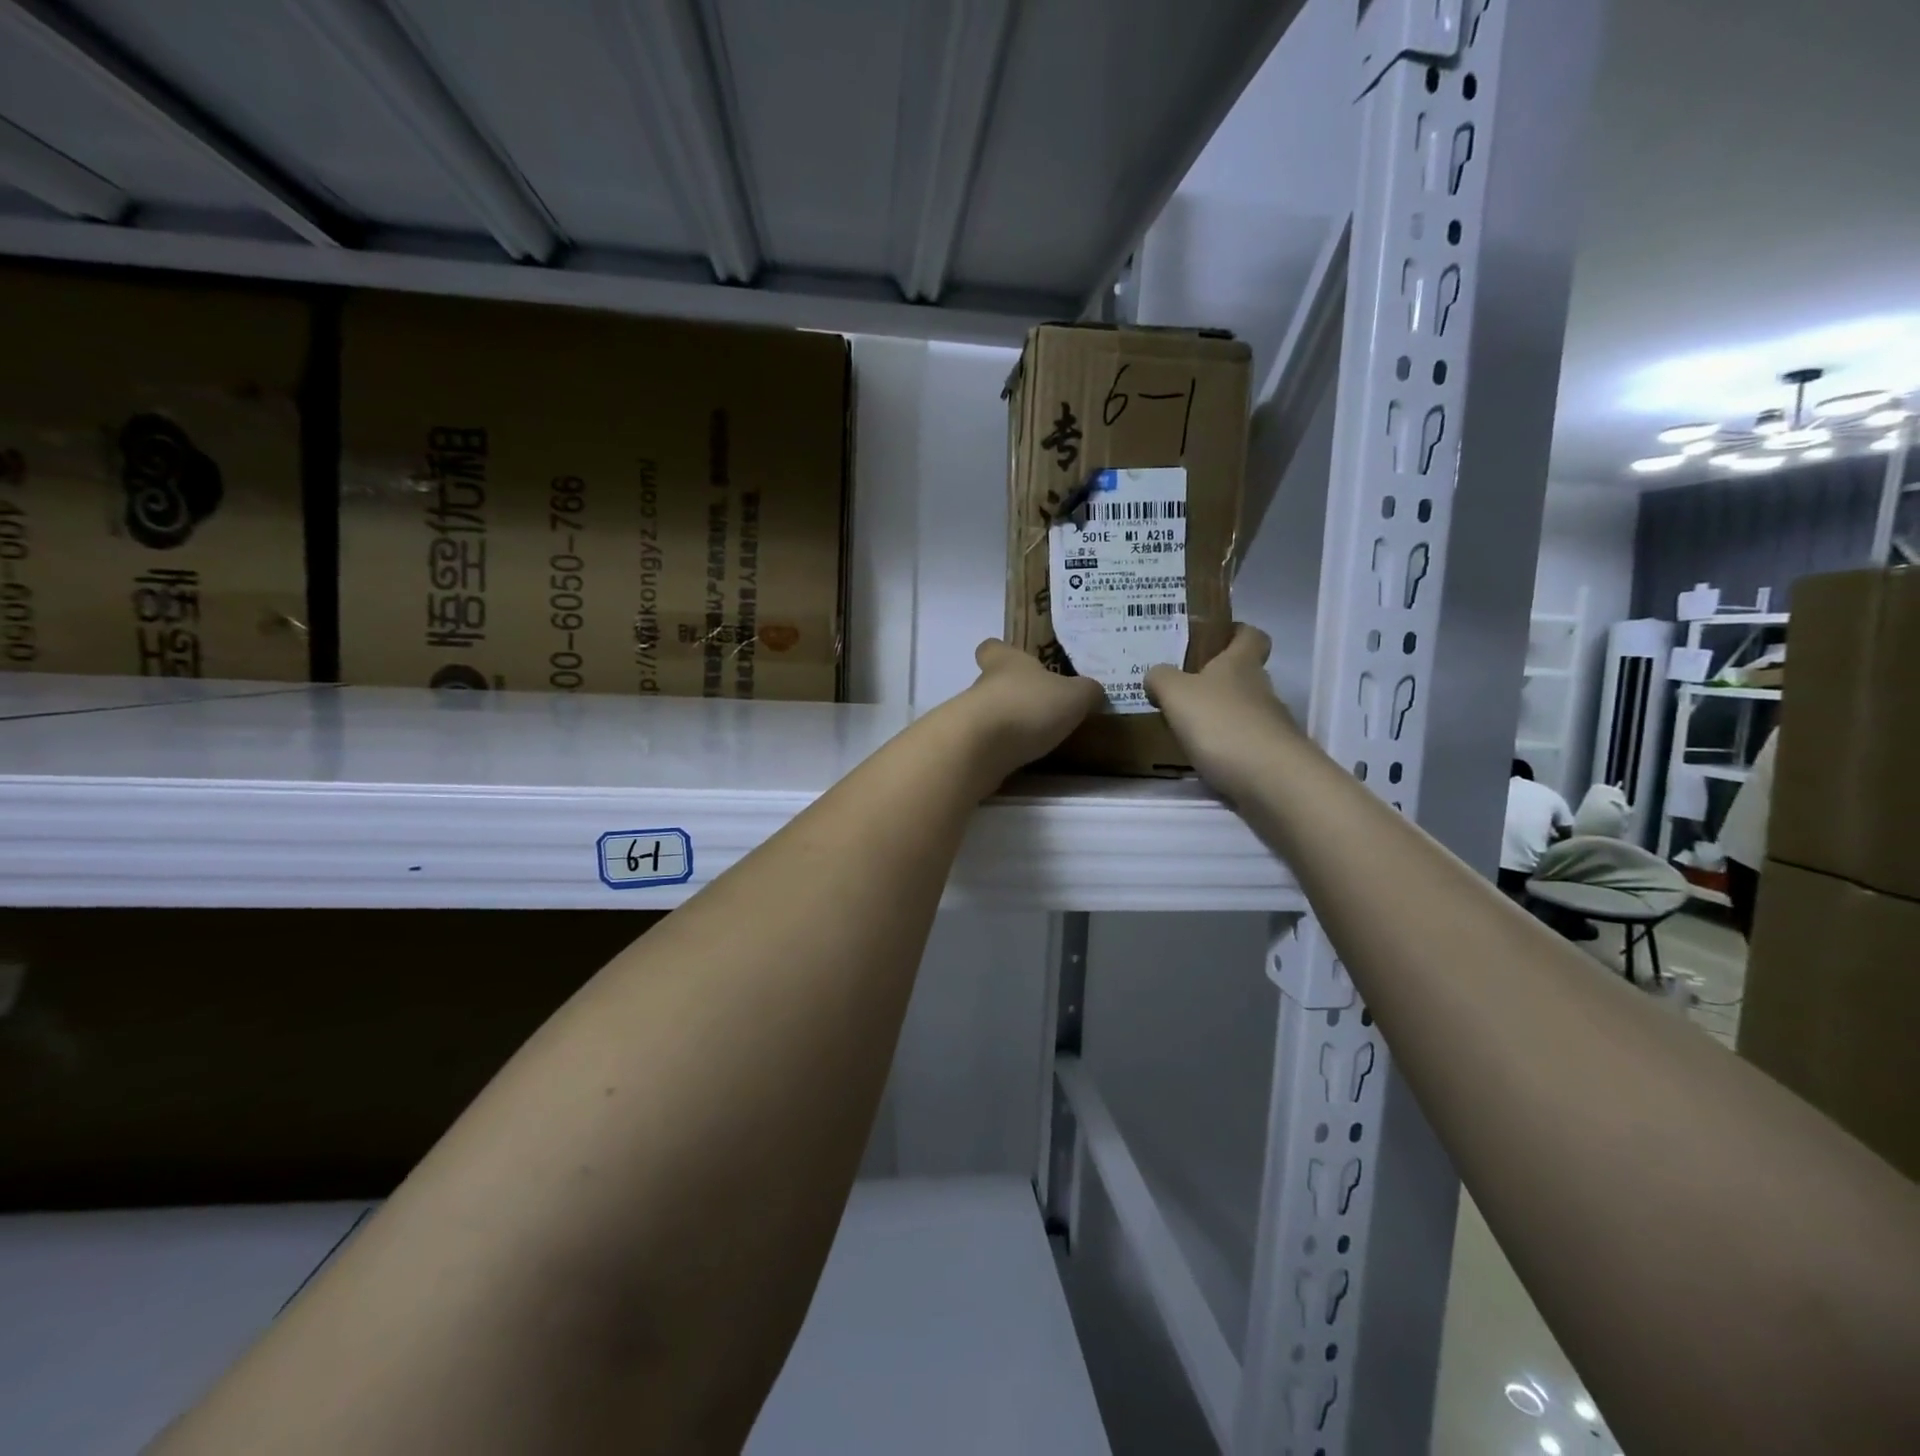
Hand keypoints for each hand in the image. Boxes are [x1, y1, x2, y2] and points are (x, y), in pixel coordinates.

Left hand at [954, 639, 1103, 782]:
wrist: (980, 748)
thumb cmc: (1028, 706)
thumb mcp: (1074, 695)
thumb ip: (1086, 691)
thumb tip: (1092, 691)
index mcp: (1006, 662)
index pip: (992, 648)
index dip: (1001, 652)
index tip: (1014, 660)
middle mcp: (983, 685)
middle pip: (993, 683)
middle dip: (1014, 694)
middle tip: (1042, 707)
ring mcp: (971, 718)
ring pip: (990, 714)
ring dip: (1009, 724)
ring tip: (1038, 738)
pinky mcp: (968, 748)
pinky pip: (988, 744)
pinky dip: (1002, 750)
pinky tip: (1023, 760)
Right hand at [1145, 625, 1302, 801]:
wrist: (1271, 780)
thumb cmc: (1221, 724)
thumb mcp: (1176, 694)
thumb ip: (1161, 679)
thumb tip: (1156, 676)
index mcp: (1240, 664)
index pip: (1250, 635)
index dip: (1236, 632)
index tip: (1216, 638)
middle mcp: (1261, 689)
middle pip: (1244, 675)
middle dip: (1217, 680)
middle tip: (1182, 689)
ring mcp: (1270, 725)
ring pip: (1242, 711)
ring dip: (1218, 716)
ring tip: (1185, 728)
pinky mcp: (1271, 757)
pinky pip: (1243, 743)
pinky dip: (1224, 747)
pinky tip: (1202, 758)